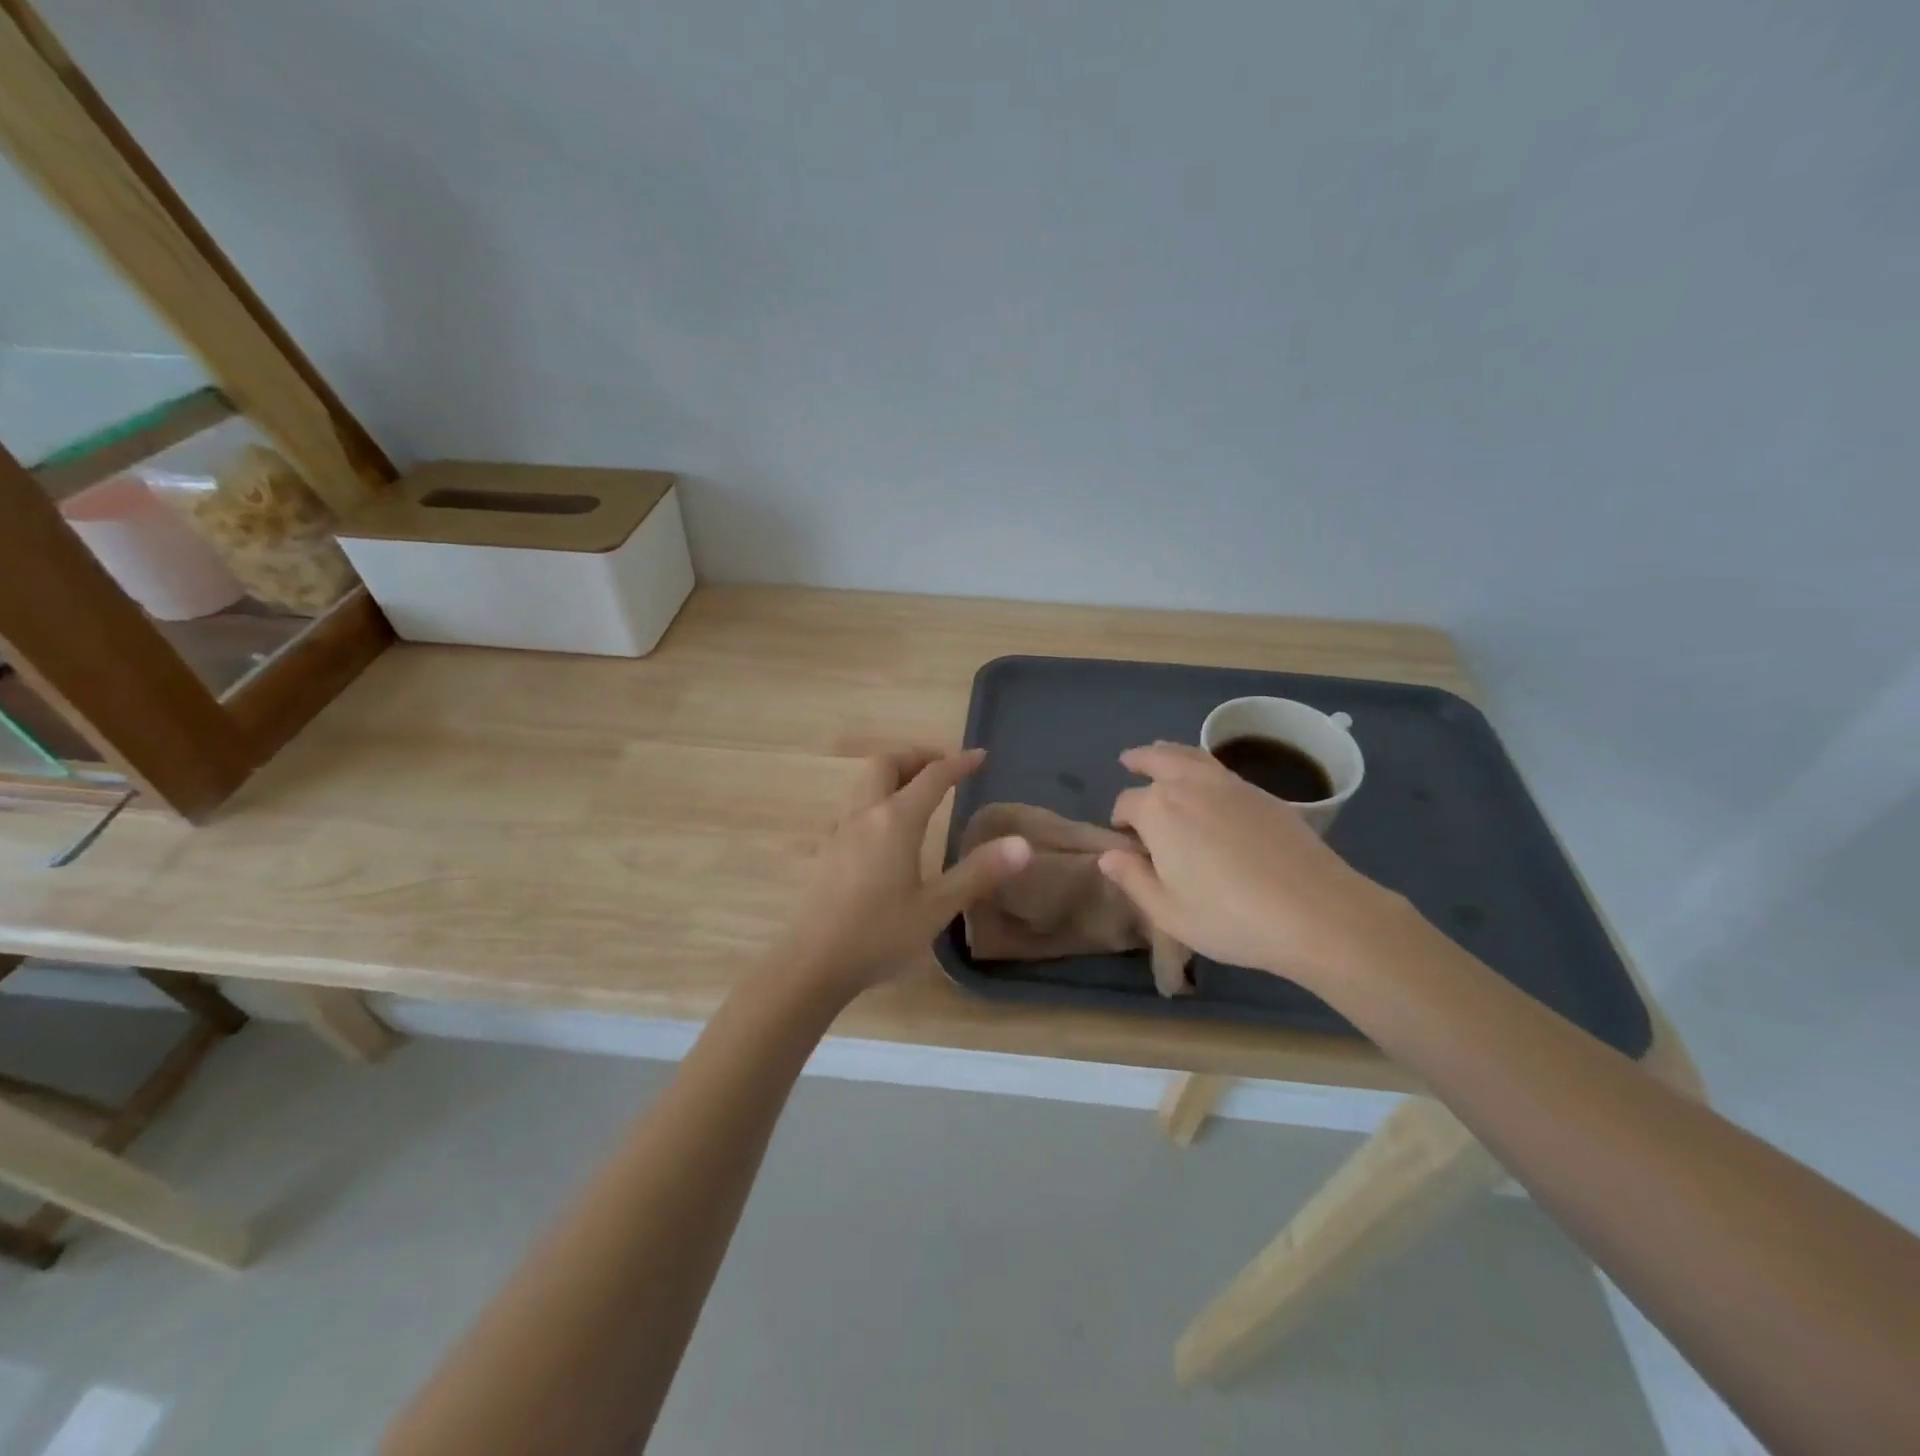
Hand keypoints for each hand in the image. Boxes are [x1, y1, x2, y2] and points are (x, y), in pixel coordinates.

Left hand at [784, 747, 1031, 993]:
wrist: (812, 963)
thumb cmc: (879, 935)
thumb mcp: (936, 907)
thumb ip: (979, 872)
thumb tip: (1023, 844)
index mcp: (895, 821)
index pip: (932, 777)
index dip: (958, 763)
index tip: (980, 756)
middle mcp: (865, 815)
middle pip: (886, 764)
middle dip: (917, 757)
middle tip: (943, 769)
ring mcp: (841, 831)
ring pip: (866, 782)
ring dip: (894, 775)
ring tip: (919, 793)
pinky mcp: (828, 850)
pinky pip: (855, 805)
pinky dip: (878, 797)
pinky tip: (888, 830)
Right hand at [1100, 742, 1406, 990]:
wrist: (1316, 911)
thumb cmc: (1230, 918)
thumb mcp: (1168, 912)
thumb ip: (1133, 879)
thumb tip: (1107, 856)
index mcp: (1158, 812)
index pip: (1127, 803)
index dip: (1120, 819)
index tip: (1123, 838)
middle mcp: (1189, 786)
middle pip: (1157, 759)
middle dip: (1140, 760)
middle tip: (1129, 761)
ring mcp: (1229, 785)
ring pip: (1190, 755)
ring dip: (1169, 751)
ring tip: (1160, 751)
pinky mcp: (1262, 793)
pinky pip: (1219, 766)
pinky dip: (1200, 762)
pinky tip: (1204, 779)